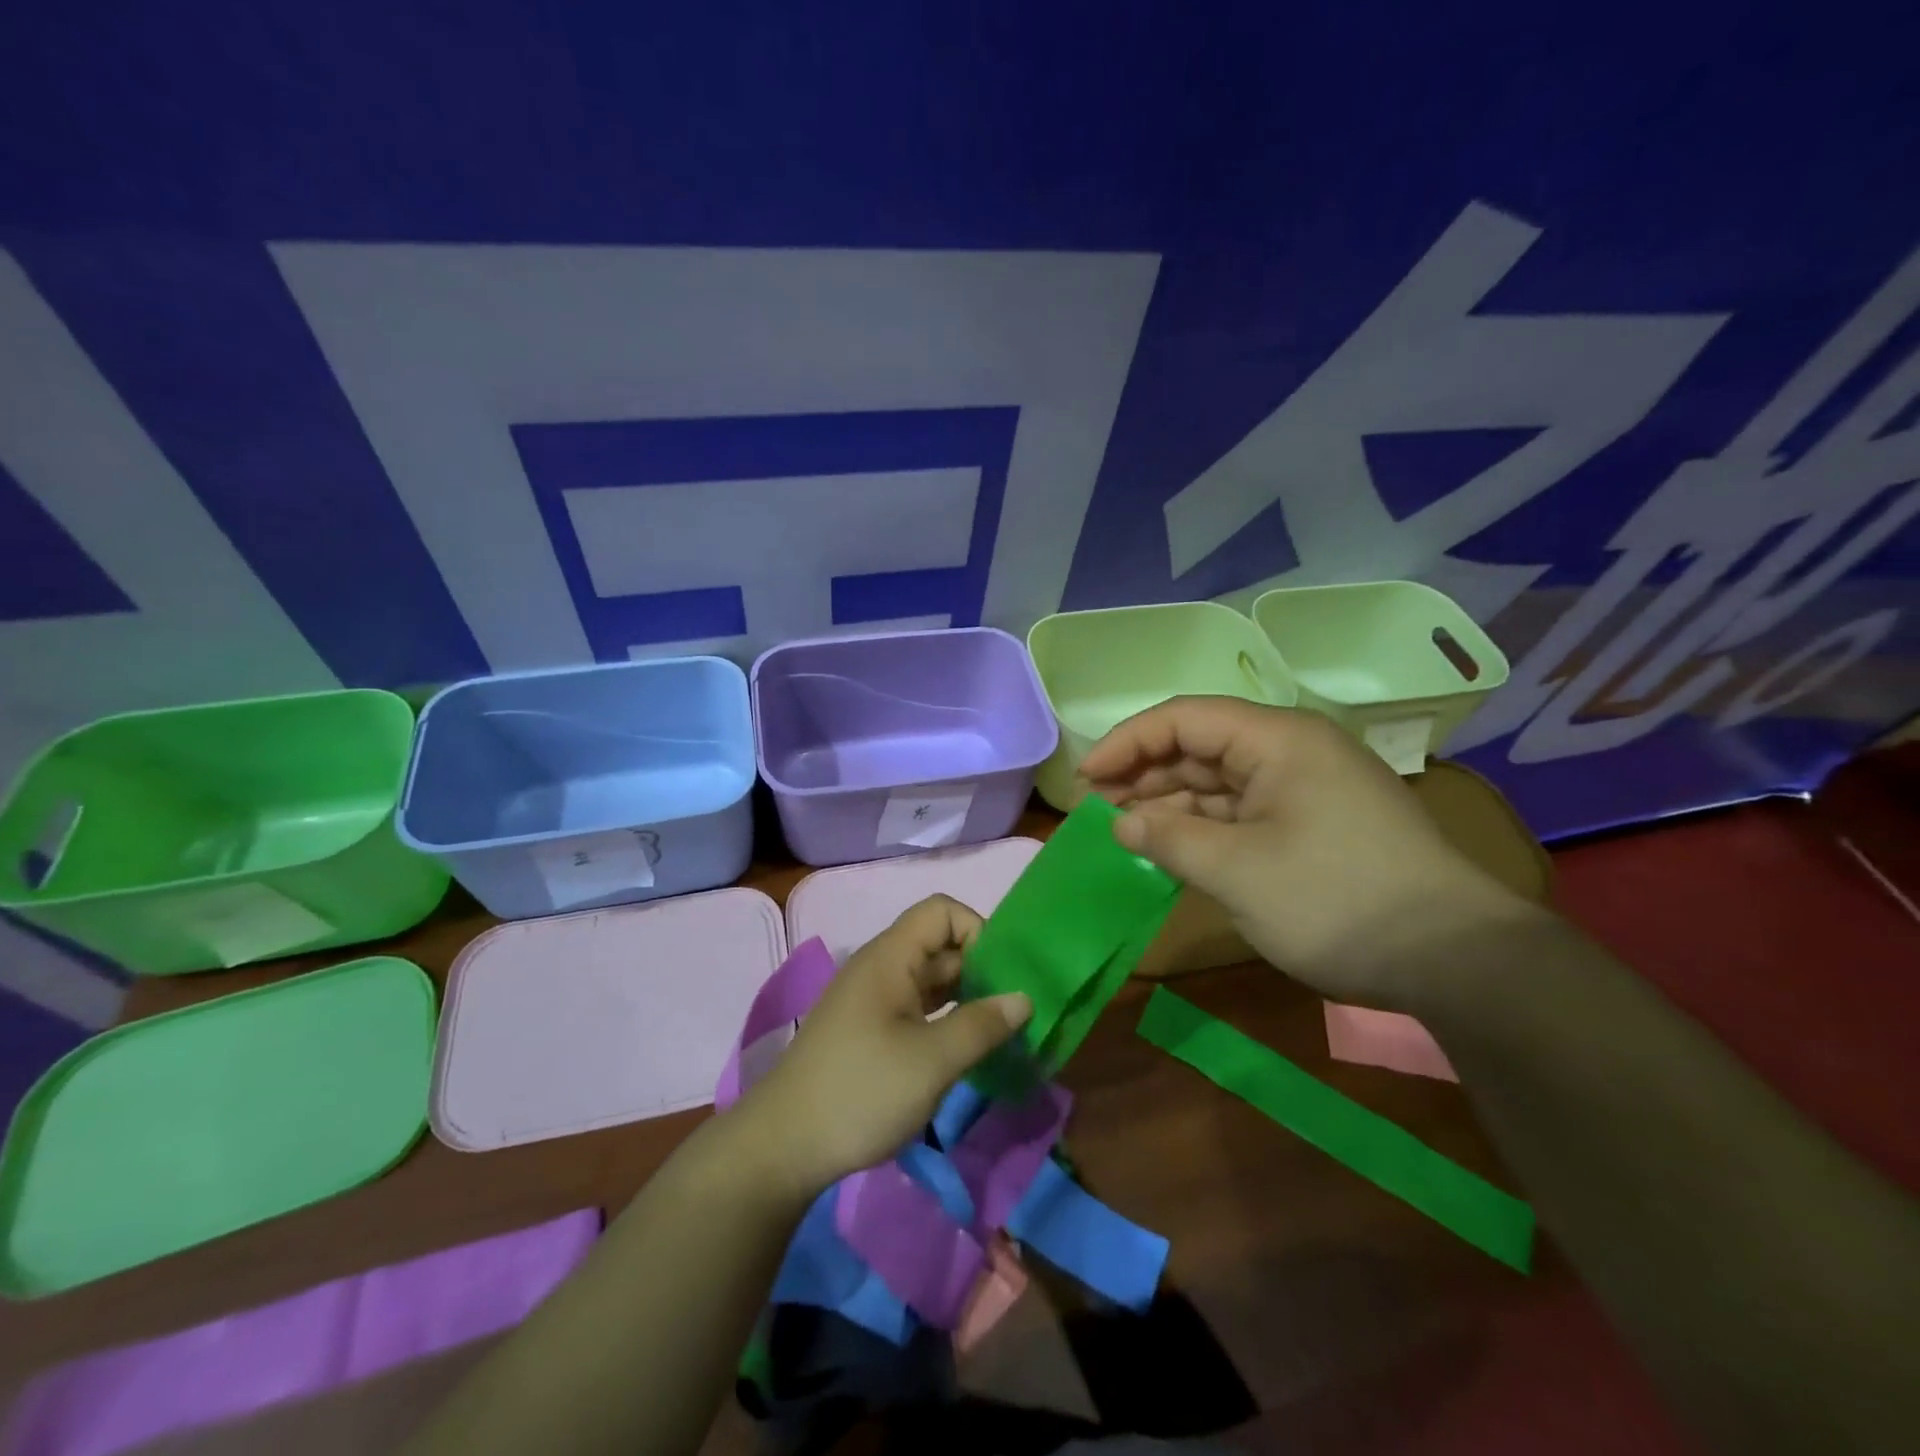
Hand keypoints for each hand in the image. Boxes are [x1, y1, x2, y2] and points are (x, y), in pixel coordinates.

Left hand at [733, 894, 1031, 1199]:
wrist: (783, 1146)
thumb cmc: (861, 1092)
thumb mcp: (932, 1061)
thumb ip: (981, 1025)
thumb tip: (1023, 998)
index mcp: (890, 957)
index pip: (942, 912)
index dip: (978, 931)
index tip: (1003, 976)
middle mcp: (881, 968)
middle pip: (939, 945)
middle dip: (980, 969)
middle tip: (1016, 1011)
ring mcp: (872, 1000)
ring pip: (930, 980)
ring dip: (966, 997)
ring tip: (1000, 1032)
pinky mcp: (868, 1031)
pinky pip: (916, 1007)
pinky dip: (945, 1019)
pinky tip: (966, 1050)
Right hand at [1079, 696, 1531, 1007]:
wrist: (1454, 959)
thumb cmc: (1335, 900)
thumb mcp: (1238, 871)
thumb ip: (1170, 839)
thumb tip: (1122, 823)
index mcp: (1277, 739)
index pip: (1184, 719)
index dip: (1127, 743)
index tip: (1086, 780)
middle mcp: (1291, 751)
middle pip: (1200, 746)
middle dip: (1145, 774)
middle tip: (1096, 810)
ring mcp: (1305, 788)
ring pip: (1219, 781)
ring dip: (1171, 804)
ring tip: (1124, 830)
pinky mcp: (1315, 823)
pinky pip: (1244, 811)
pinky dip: (1204, 827)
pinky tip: (1172, 847)